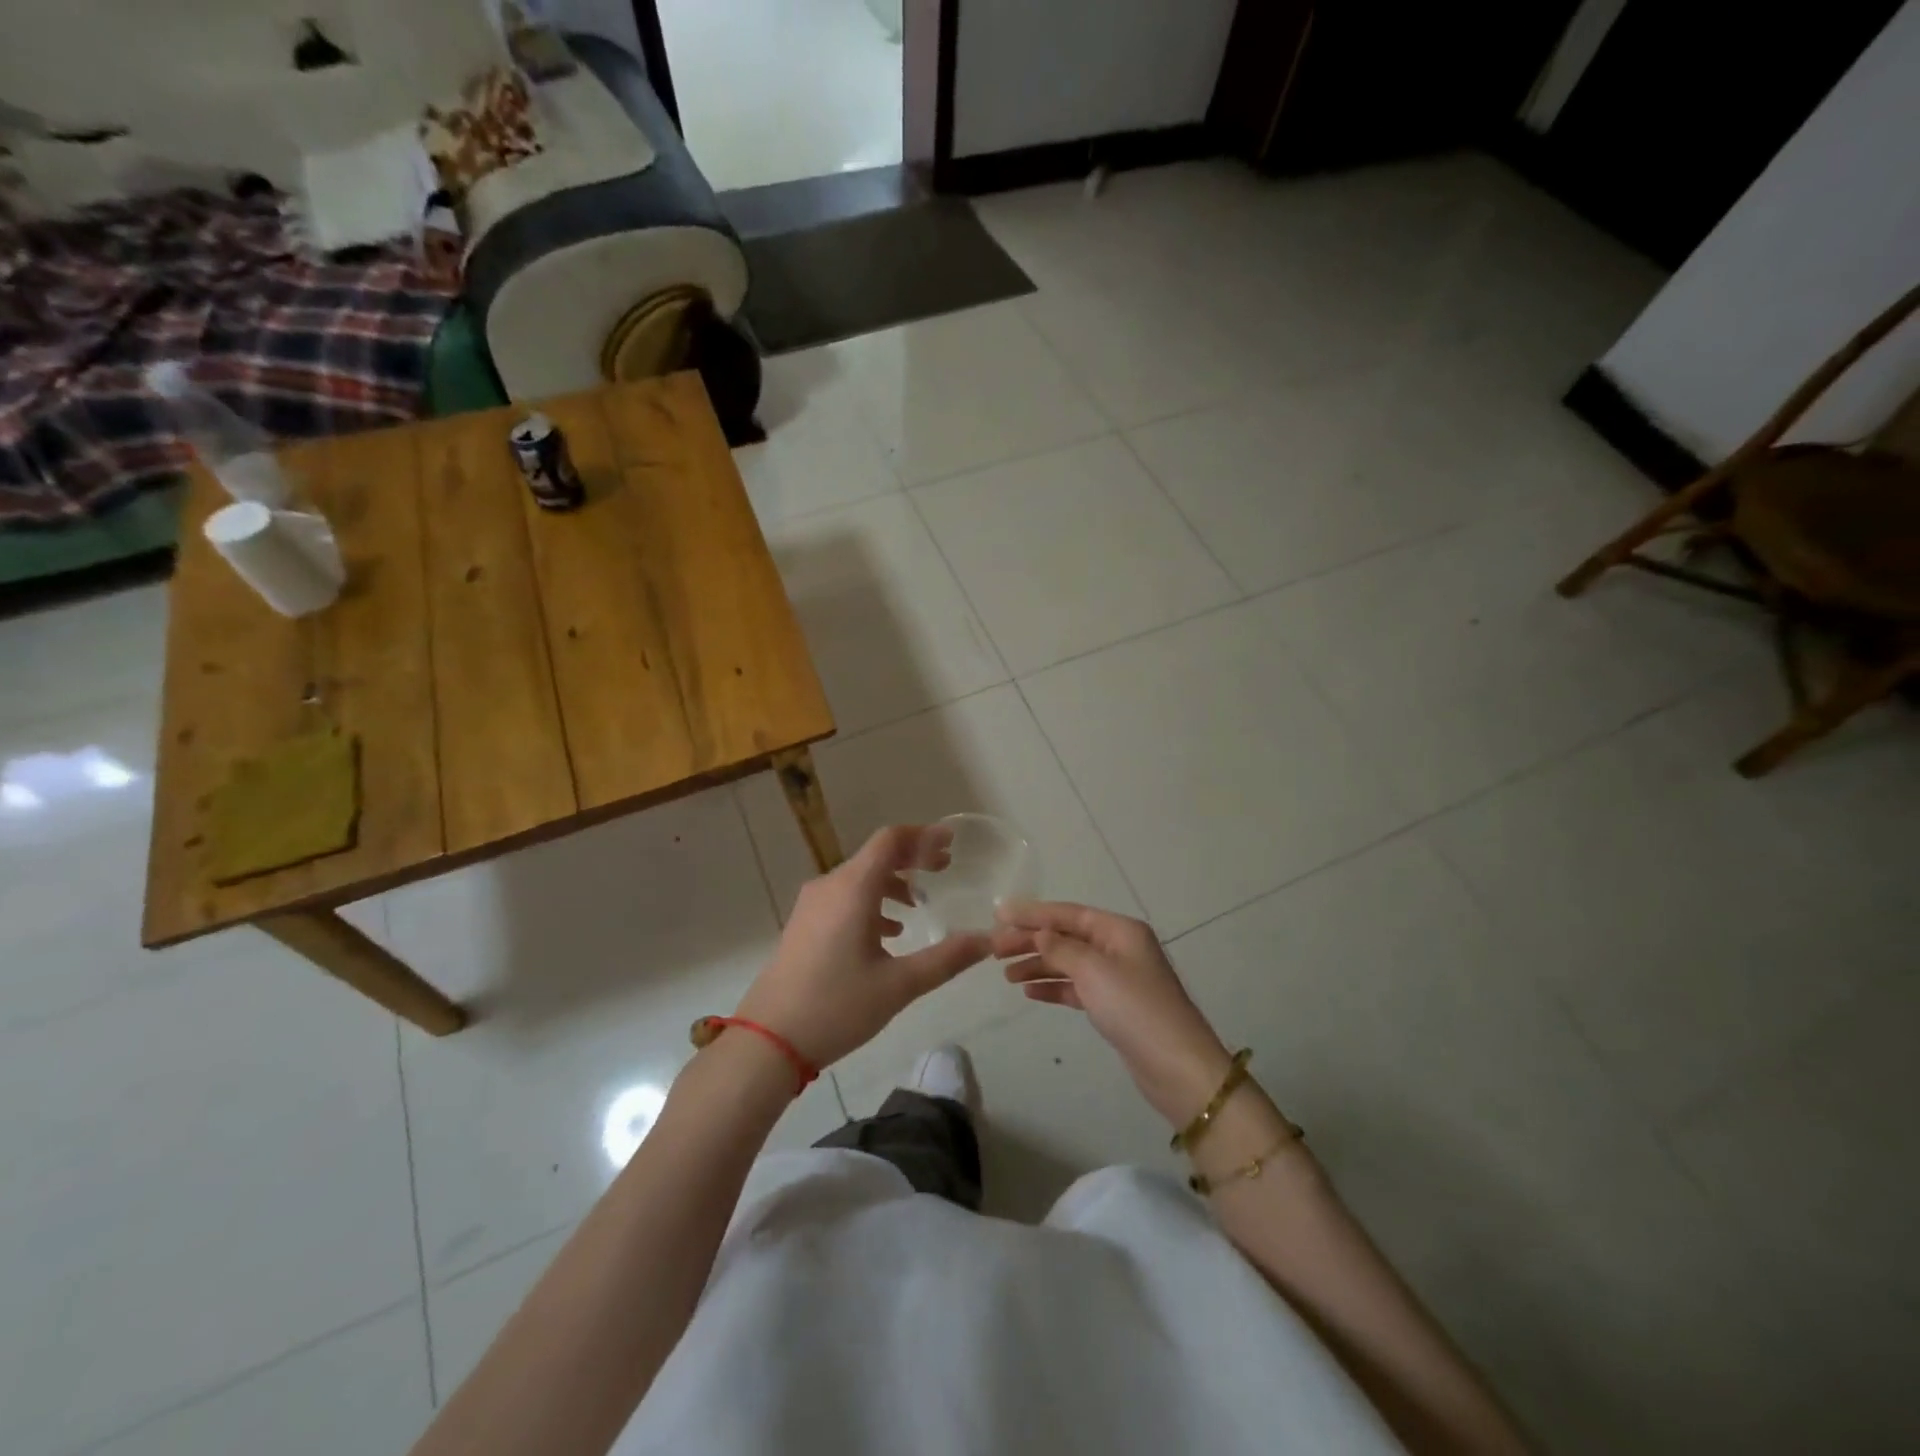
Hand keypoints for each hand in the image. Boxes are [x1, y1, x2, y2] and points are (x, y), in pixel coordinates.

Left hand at [733, 825, 992, 1069]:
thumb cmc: (836, 1006)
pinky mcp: (803, 924)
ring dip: (891, 882)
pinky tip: (887, 932)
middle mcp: (830, 886)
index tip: (952, 843)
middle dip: (912, 858)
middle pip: (876, 856)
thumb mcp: (899, 985)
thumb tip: (987, 941)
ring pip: (859, 878)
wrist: (768, 1040)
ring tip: (919, 904)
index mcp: (853, 889)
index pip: (890, 840)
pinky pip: (843, 897)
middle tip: (944, 869)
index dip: (923, 836)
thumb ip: (946, 959)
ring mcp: (812, 905)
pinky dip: (871, 901)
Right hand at [993, 902, 1231, 1127]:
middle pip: (1066, 937)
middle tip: (994, 948)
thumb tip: (1039, 933)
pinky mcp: (1114, 1006)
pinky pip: (1076, 987)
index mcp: (1119, 930)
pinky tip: (1029, 992)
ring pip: (1068, 963)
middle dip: (1031, 940)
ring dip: (1038, 965)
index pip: (1068, 914)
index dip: (1032, 913)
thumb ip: (1061, 948)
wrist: (1177, 1068)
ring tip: (1005, 973)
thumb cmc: (1135, 1009)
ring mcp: (1117, 978)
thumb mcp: (1094, 971)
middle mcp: (1118, 947)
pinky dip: (1053, 987)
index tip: (998, 914)